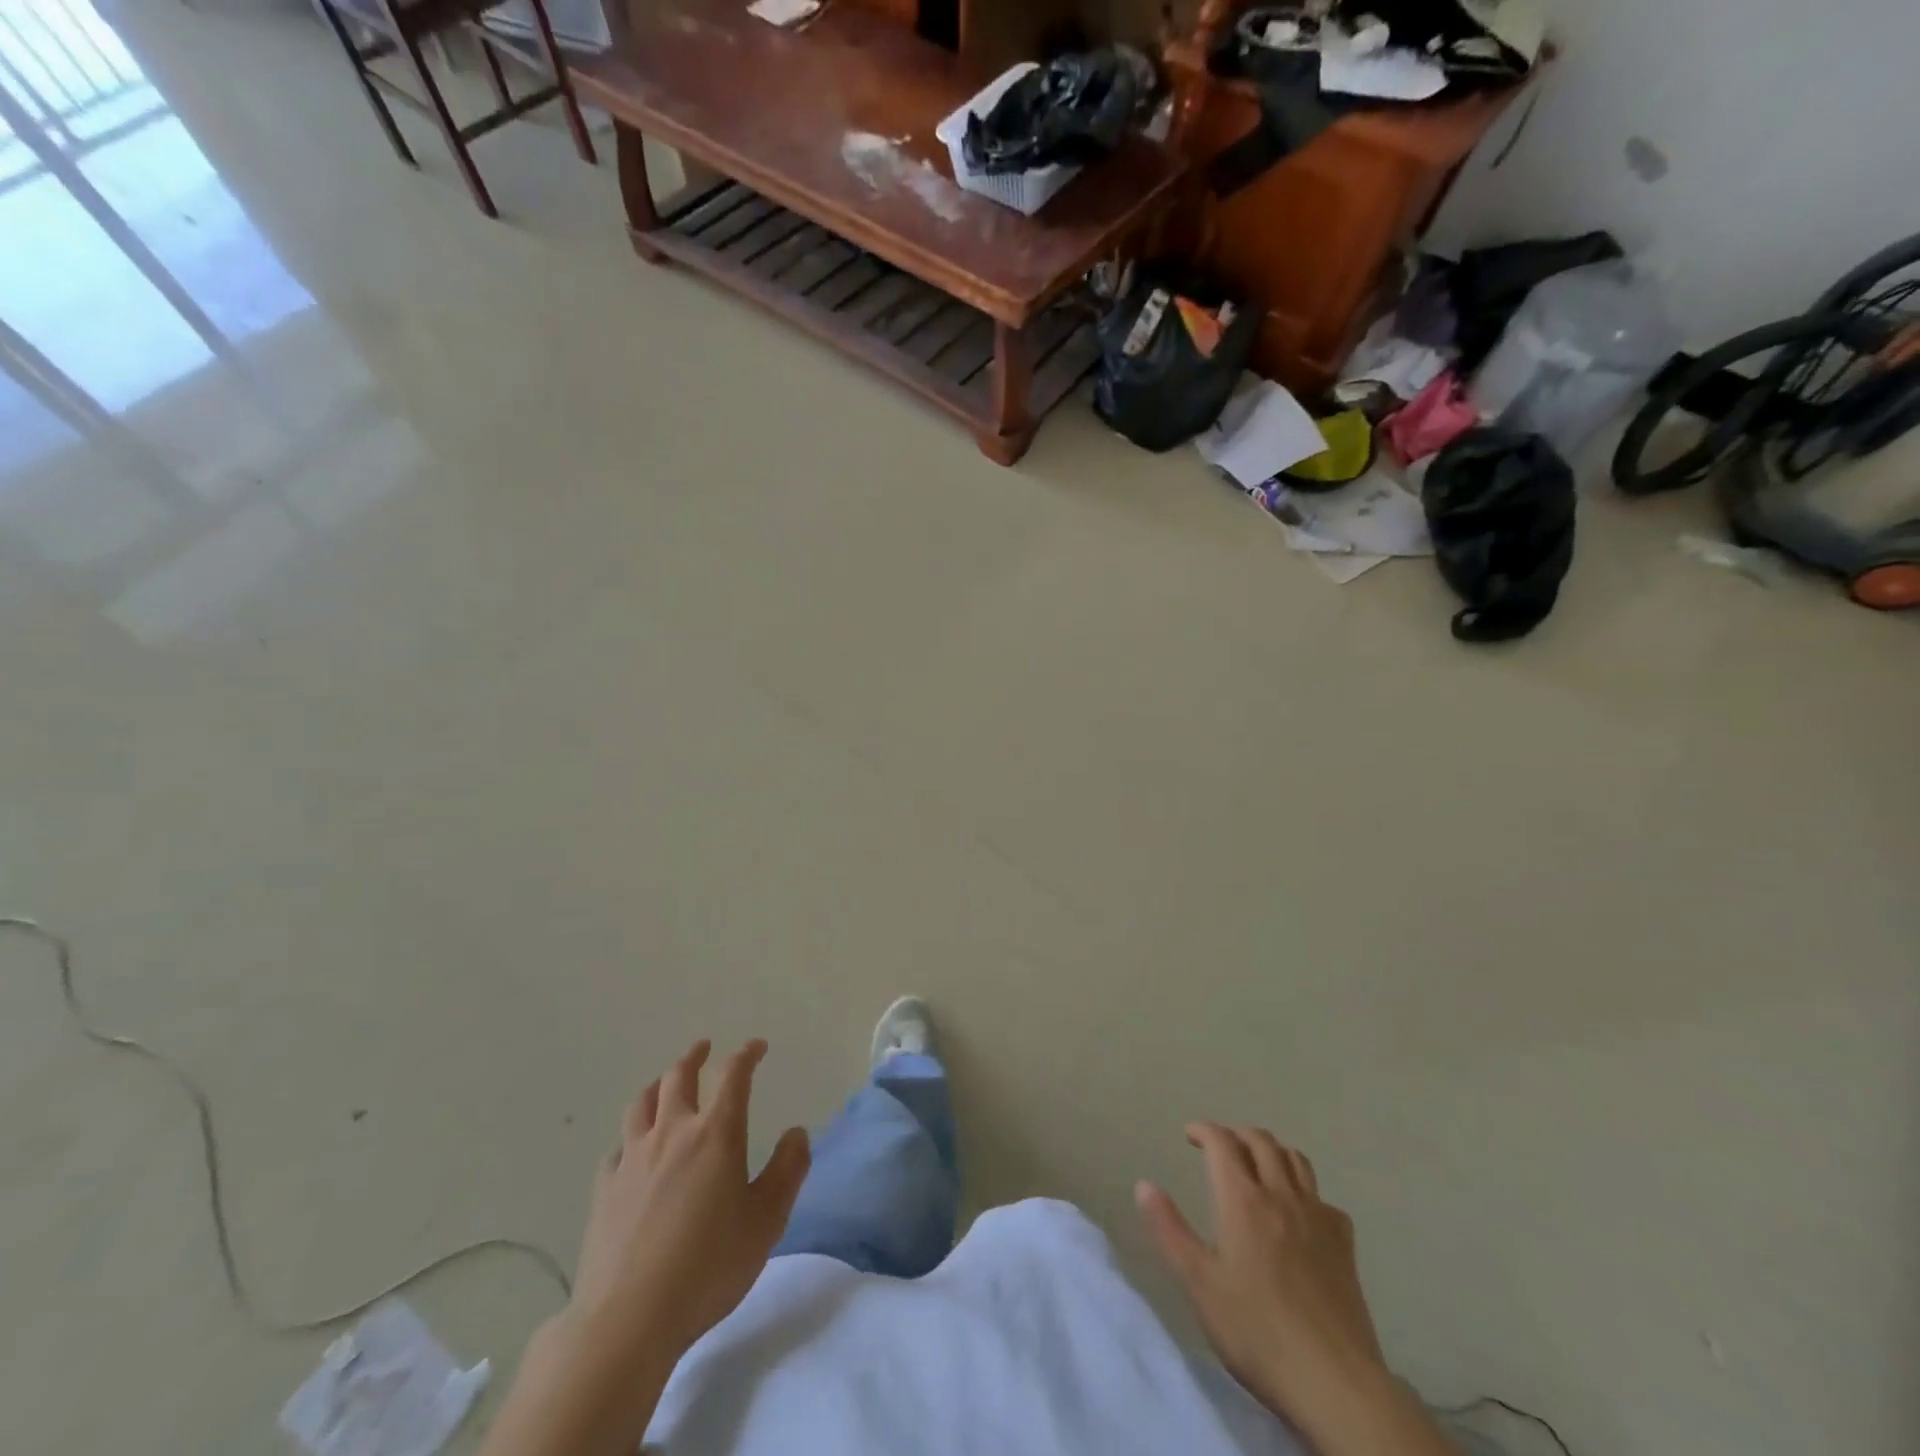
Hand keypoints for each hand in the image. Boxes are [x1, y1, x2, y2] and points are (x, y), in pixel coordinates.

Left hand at [572, 1039, 810, 1359]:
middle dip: (695, 1057)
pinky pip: (617, 1147)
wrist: (627, 1319)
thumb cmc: (708, 1266)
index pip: (733, 1076)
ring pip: (642, 1103)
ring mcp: (632, 1159)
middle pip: (679, 1077)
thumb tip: (796, 1133)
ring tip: (665, 1082)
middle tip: (705, 1048)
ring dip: (658, 1084)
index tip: (757, 1047)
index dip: (746, 1055)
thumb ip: (787, 1171)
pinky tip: (633, 1149)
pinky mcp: (604, 1190)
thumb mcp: (767, 1221)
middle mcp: (672, 1133)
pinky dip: (630, 1137)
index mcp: (716, 1134)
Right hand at [1136, 1124, 1386, 1428]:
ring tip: (1258, 1164)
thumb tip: (1144, 1185)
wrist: (1335, 1383)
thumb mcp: (1199, 1283)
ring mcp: (1318, 1218)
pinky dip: (1306, 1191)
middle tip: (1220, 1145)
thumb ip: (1170, 1229)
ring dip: (1272, 1150)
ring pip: (1296, 1160)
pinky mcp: (1345, 1245)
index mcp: (1243, 1200)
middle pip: (1261, 1141)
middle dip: (1236, 1133)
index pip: (1222, 1142)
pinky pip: (1324, 1199)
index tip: (1189, 1134)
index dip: (1204, 1130)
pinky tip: (1300, 1213)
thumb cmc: (1256, 1331)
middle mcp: (1281, 1196)